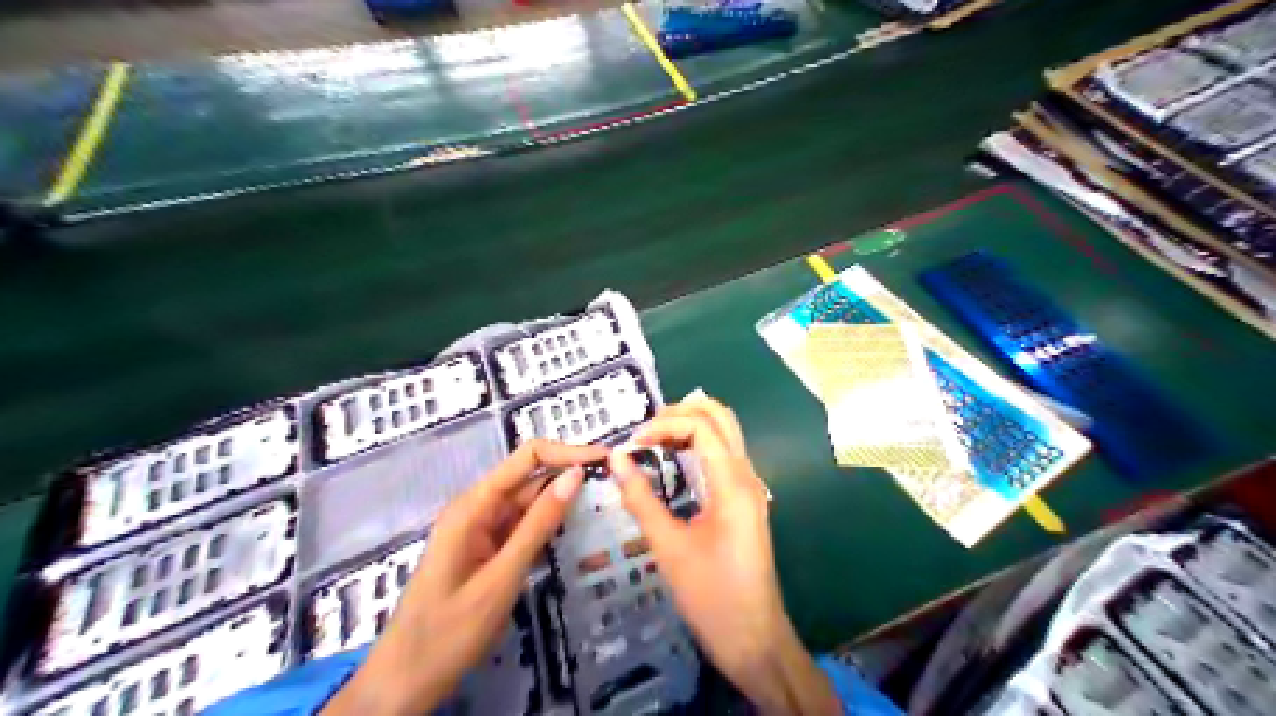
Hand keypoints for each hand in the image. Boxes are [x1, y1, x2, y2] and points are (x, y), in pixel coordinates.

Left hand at [323, 438, 608, 714]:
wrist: (405, 681)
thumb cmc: (449, 631)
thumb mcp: (502, 577)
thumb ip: (539, 525)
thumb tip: (575, 476)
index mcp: (473, 505)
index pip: (527, 458)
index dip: (566, 452)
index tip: (604, 460)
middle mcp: (477, 508)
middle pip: (529, 478)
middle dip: (569, 475)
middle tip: (614, 484)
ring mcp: (481, 529)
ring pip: (528, 503)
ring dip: (561, 502)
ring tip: (602, 502)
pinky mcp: (487, 549)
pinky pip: (521, 527)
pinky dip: (547, 526)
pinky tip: (574, 528)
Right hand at [614, 395, 844, 712]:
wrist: (754, 640)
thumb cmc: (711, 596)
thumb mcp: (669, 547)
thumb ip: (641, 499)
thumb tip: (617, 458)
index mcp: (733, 484)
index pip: (701, 426)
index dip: (664, 425)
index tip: (633, 444)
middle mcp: (747, 476)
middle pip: (721, 417)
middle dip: (682, 412)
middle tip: (645, 430)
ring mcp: (749, 488)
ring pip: (725, 434)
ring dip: (691, 425)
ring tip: (653, 440)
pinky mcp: (744, 501)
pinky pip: (724, 456)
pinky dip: (698, 446)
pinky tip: (673, 461)